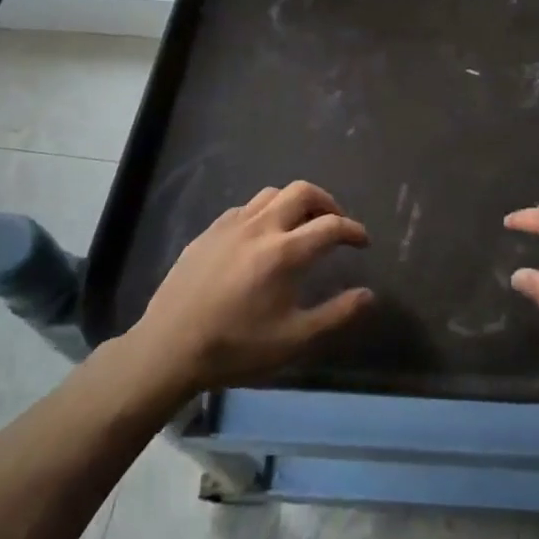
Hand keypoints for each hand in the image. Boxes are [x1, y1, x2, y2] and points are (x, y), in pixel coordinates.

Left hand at [127, 182, 373, 397]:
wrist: (169, 347)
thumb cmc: (235, 347)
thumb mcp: (293, 340)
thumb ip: (336, 315)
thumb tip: (369, 295)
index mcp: (285, 252)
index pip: (331, 225)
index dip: (353, 230)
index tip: (363, 242)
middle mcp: (261, 227)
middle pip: (303, 191)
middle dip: (327, 202)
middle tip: (335, 223)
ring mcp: (231, 224)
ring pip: (273, 193)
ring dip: (295, 202)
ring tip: (302, 225)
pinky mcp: (210, 230)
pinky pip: (247, 207)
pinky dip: (266, 211)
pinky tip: (262, 236)